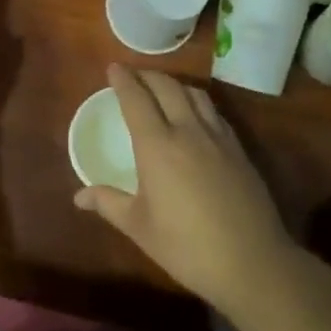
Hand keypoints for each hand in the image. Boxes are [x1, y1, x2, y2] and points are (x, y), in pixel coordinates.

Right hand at [74, 66, 296, 311]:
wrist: (252, 262)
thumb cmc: (187, 247)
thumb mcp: (140, 227)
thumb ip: (109, 203)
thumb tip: (79, 196)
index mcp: (157, 146)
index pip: (136, 100)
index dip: (123, 80)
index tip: (113, 68)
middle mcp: (187, 131)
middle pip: (166, 87)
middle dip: (147, 75)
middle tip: (134, 75)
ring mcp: (217, 137)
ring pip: (194, 94)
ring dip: (174, 84)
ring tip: (164, 89)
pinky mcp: (238, 149)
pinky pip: (214, 112)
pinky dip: (198, 102)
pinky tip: (196, 115)